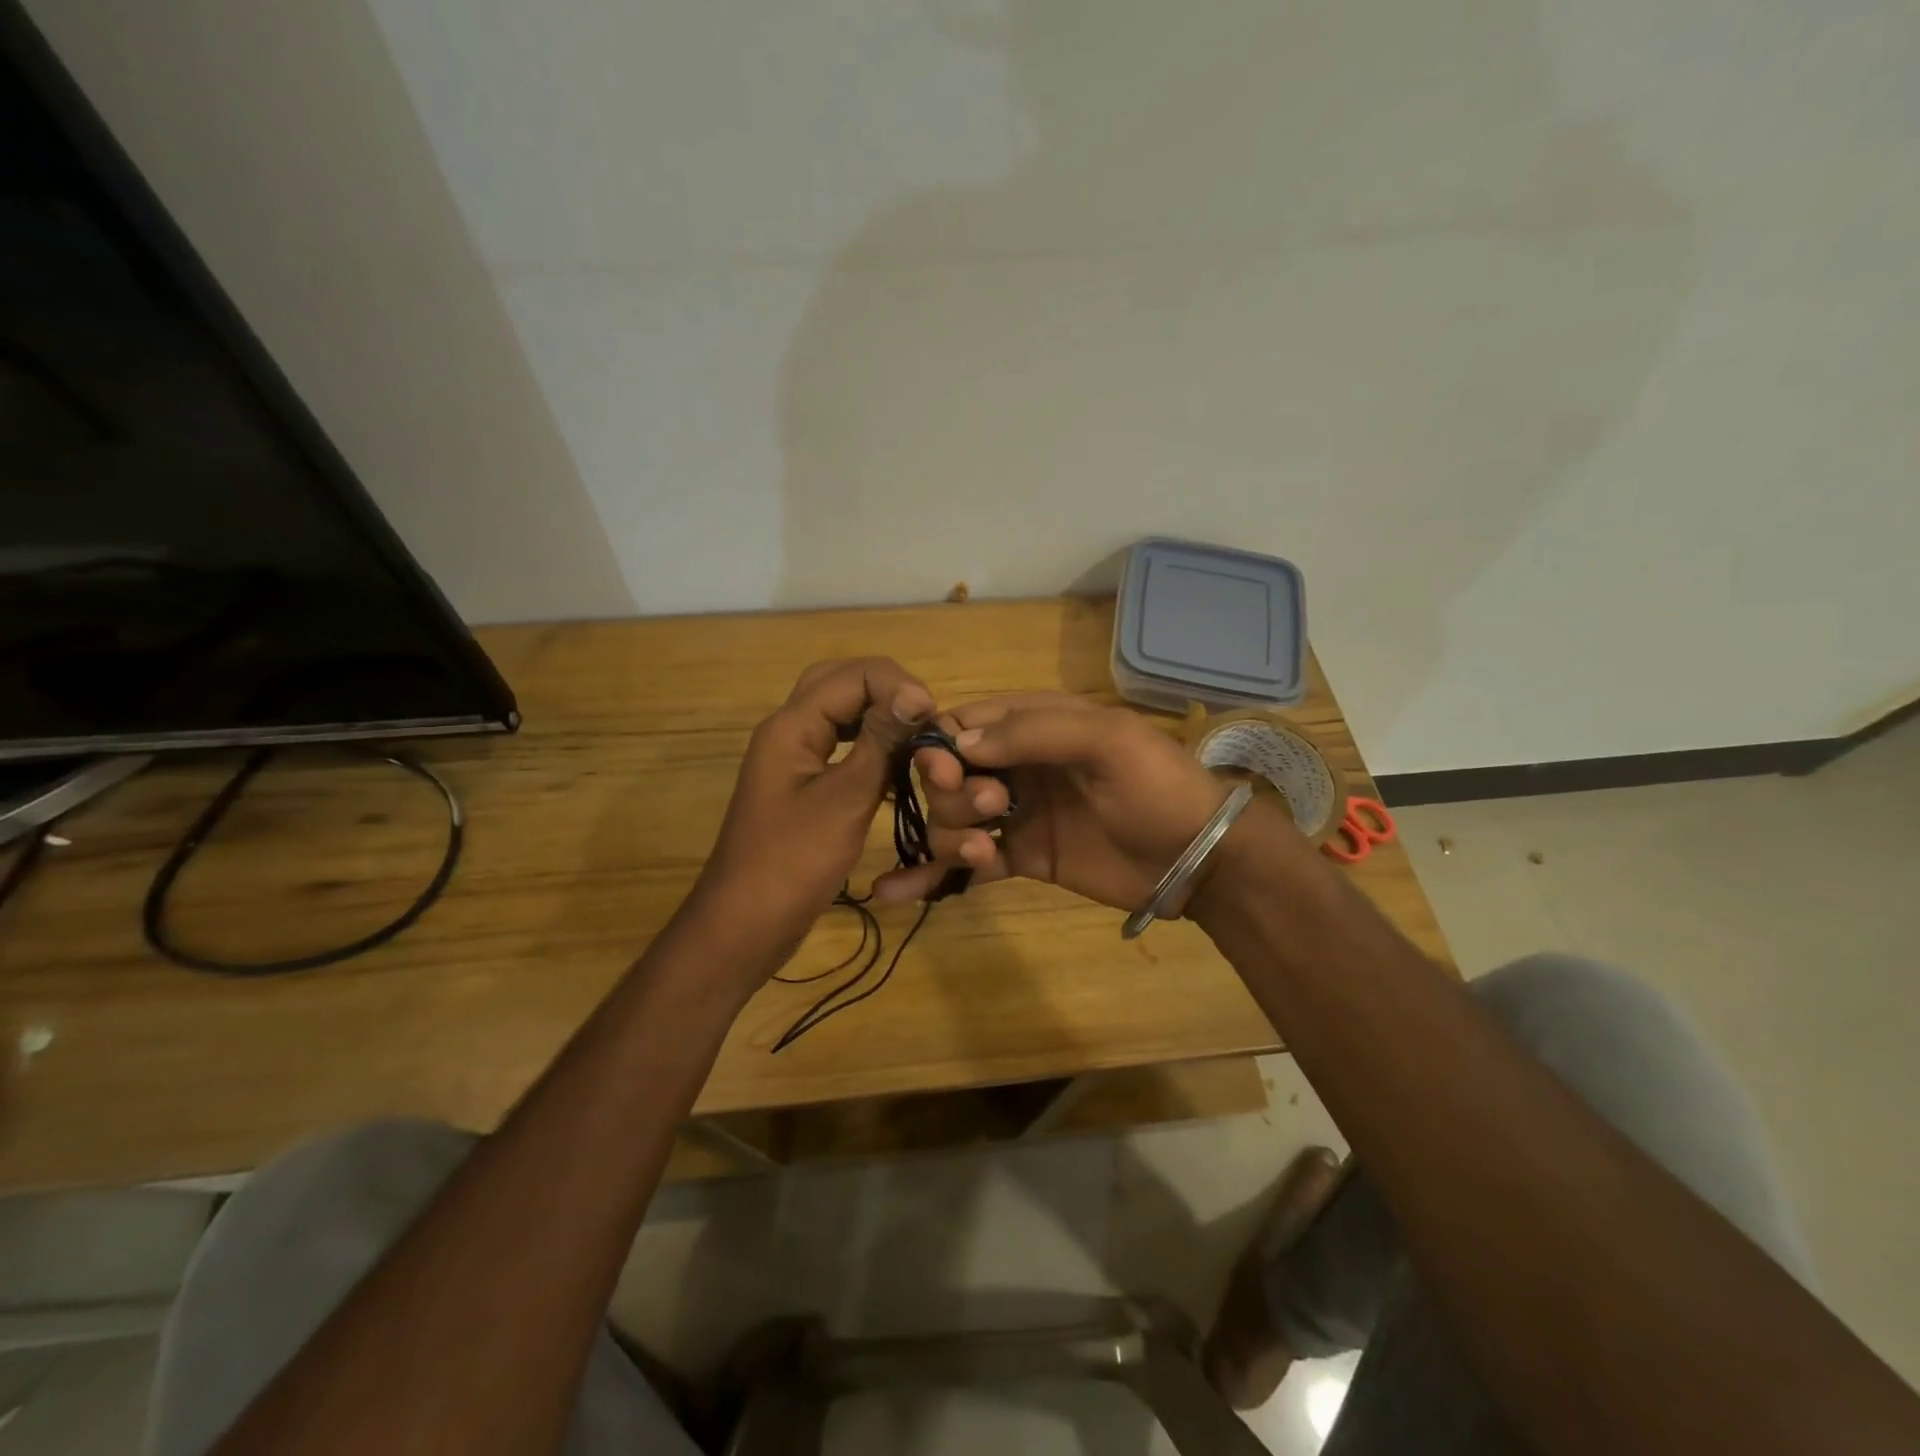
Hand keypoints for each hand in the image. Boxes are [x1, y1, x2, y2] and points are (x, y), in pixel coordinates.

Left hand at [692, 658, 932, 966]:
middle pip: (840, 682)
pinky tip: (895, 763)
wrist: (745, 923)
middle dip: (886, 689)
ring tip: (916, 734)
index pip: (854, 674)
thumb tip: (917, 693)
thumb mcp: (845, 799)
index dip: (899, 686)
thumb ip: (881, 743)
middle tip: (924, 716)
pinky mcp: (801, 783)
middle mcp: (789, 730)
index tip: (933, 720)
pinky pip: (838, 743)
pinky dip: (869, 743)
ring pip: (839, 712)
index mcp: (792, 726)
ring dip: (878, 714)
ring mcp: (793, 757)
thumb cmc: (794, 862)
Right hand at [872, 693, 1232, 913]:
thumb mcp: (1106, 742)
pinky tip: (897, 892)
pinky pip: (968, 861)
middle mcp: (1018, 765)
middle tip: (992, 809)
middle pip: (950, 773)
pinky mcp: (1022, 857)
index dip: (941, 746)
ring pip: (953, 818)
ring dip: (953, 835)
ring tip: (988, 854)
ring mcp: (1017, 813)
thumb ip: (1033, 732)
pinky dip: (934, 873)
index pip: (965, 722)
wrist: (1200, 859)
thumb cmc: (1158, 787)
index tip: (945, 773)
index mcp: (1036, 723)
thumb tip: (957, 741)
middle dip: (953, 793)